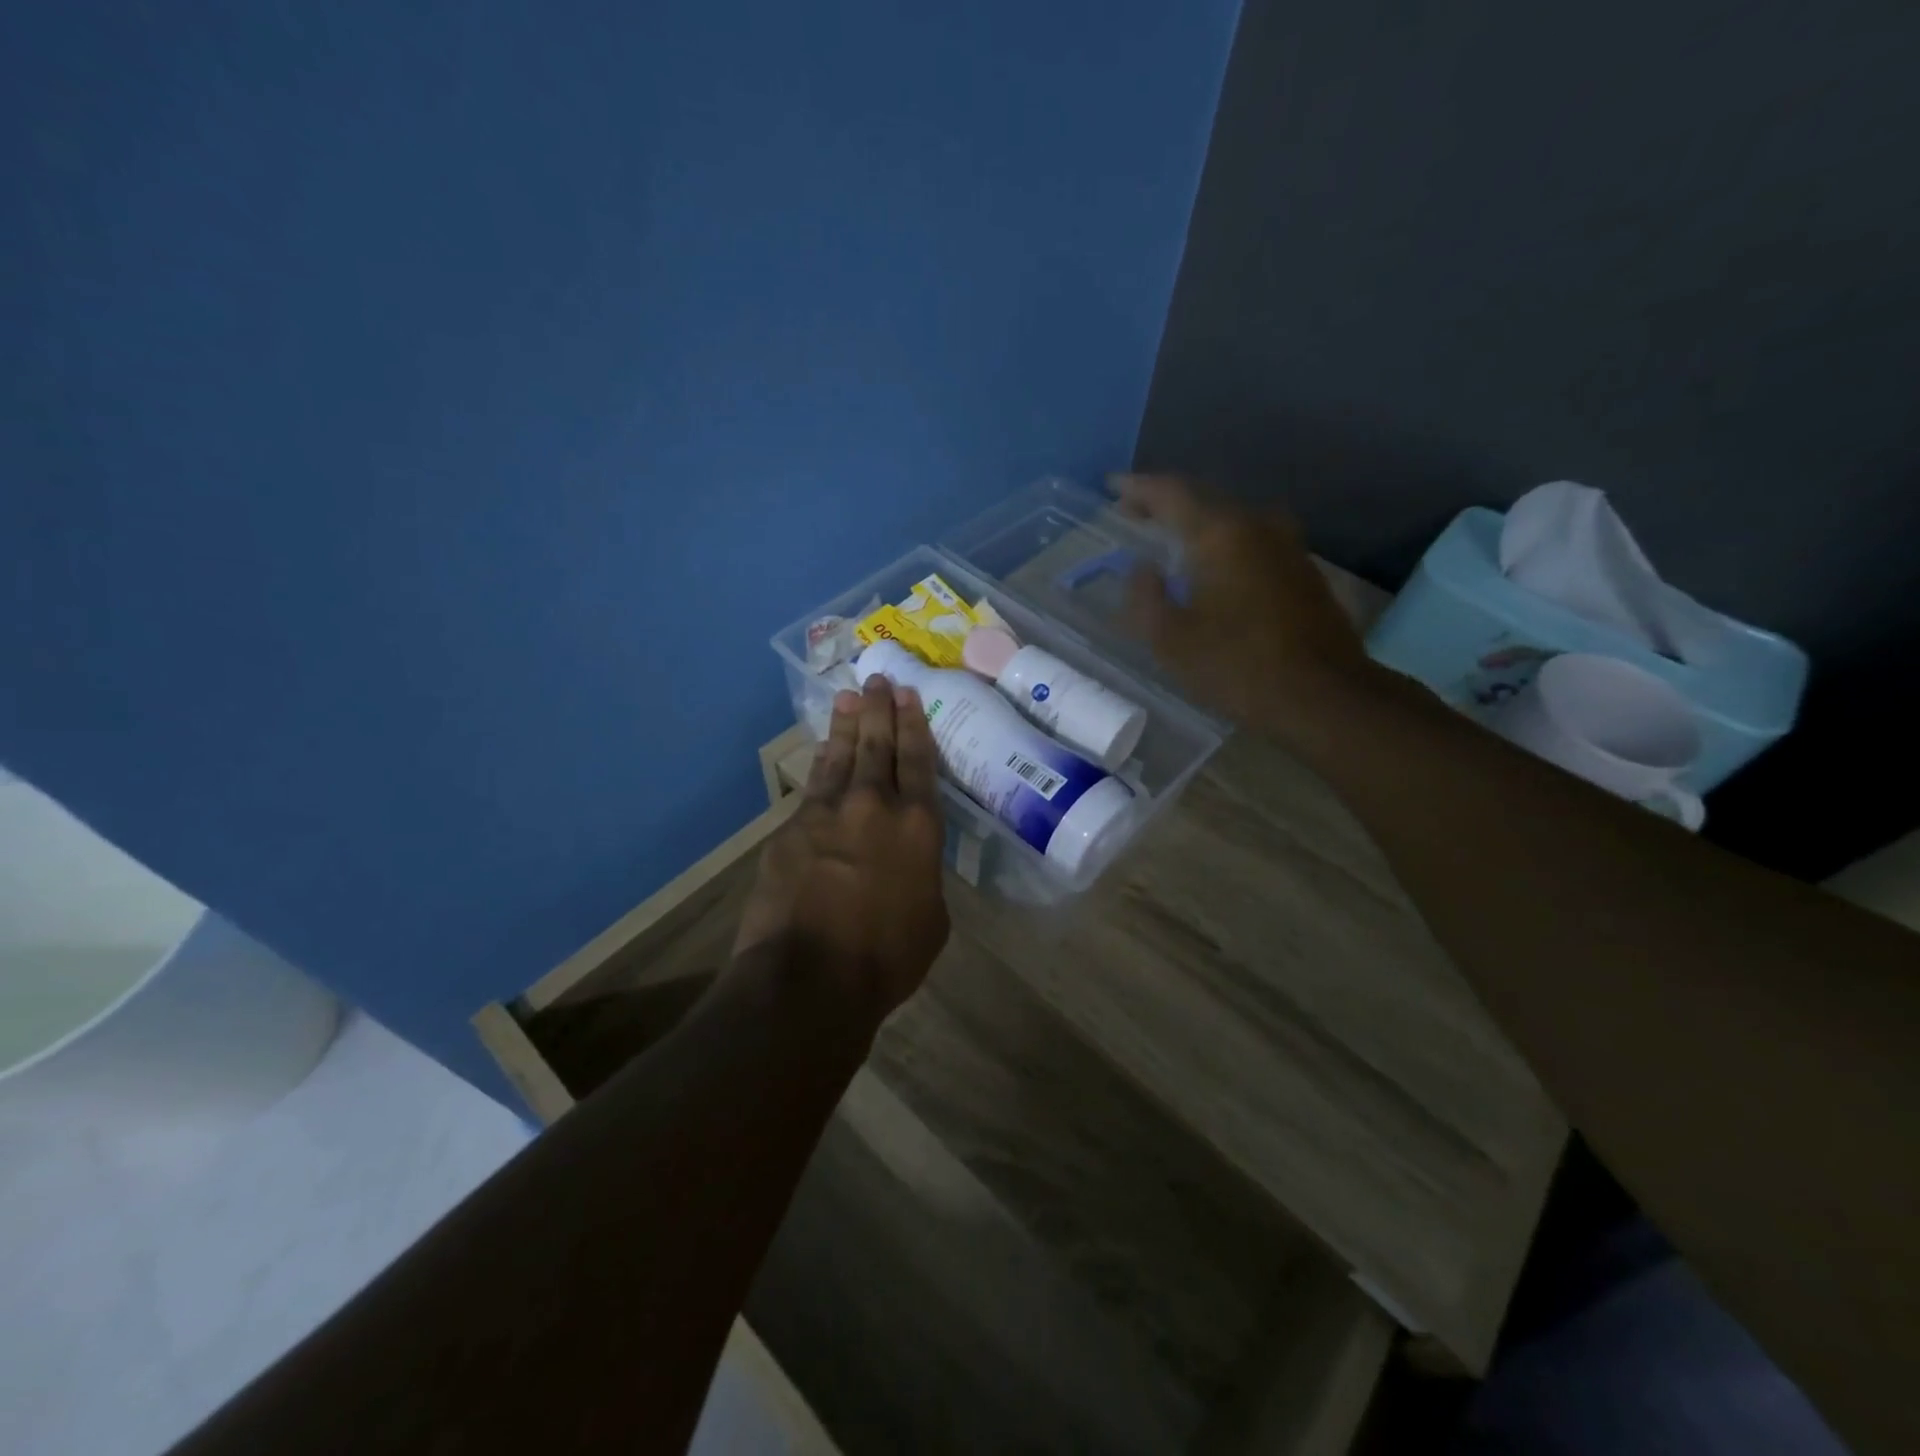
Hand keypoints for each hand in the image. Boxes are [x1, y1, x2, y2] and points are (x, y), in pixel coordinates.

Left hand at [732, 677, 950, 1022]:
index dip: (915, 725)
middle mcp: (876, 806)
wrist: (809, 977)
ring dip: (848, 724)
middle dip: (881, 709)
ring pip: (842, 755)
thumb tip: (910, 862)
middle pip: (879, 745)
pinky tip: (823, 751)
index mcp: (919, 827)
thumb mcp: (931, 919)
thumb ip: (923, 876)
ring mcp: (829, 812)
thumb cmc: (885, 959)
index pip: (919, 762)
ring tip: (851, 697)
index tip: (909, 696)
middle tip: (880, 679)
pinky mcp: (791, 827)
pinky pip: (813, 785)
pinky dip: (821, 763)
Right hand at [1115, 473, 1377, 743]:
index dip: (1138, 487)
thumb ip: (1146, 598)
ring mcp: (1287, 545)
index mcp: (1221, 534)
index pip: (1172, 492)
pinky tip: (1213, 567)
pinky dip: (1224, 543)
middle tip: (1135, 514)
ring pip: (1232, 519)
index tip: (1112, 487)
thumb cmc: (1238, 667)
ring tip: (1171, 539)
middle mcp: (1257, 525)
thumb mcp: (1171, 640)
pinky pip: (1252, 540)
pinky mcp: (1303, 570)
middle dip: (1166, 504)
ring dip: (1198, 523)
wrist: (1324, 695)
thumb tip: (1143, 570)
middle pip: (1205, 499)